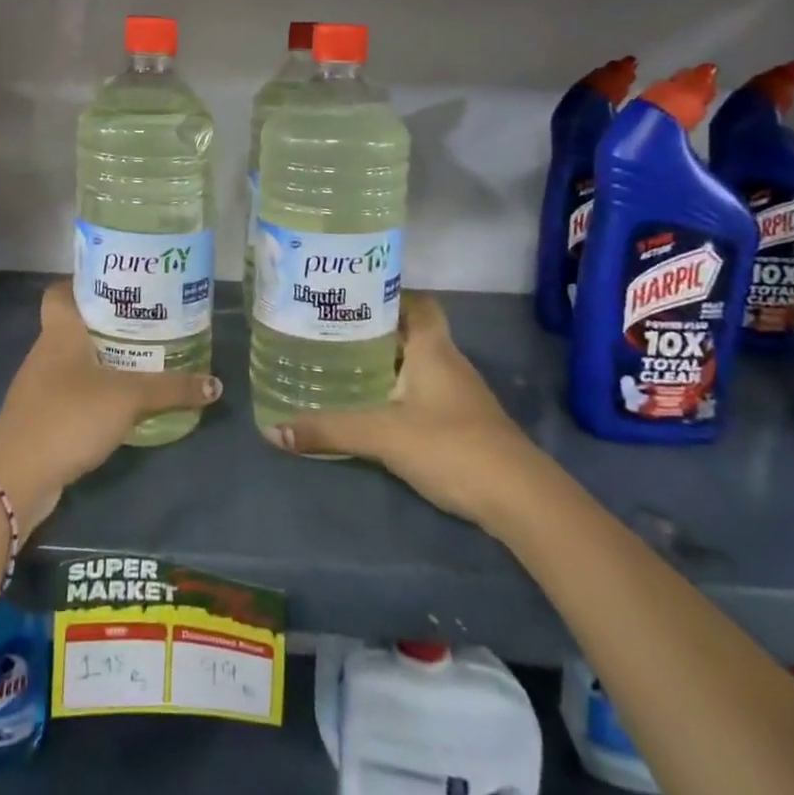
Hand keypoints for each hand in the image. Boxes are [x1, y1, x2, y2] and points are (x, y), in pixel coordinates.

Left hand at [0, 283, 219, 531]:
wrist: (17, 476)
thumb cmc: (69, 415)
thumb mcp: (128, 397)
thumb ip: (171, 389)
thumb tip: (215, 384)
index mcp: (60, 332)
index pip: (60, 292)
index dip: (83, 283)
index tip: (117, 285)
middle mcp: (46, 353)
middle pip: (74, 326)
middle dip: (107, 324)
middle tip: (147, 322)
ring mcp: (40, 388)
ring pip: (74, 362)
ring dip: (102, 361)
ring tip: (142, 360)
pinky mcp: (42, 418)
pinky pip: (72, 394)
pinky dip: (95, 394)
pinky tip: (121, 404)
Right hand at [261, 293, 539, 533]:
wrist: (520, 499)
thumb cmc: (451, 446)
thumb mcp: (383, 436)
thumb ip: (330, 430)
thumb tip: (273, 429)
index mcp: (433, 348)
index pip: (417, 303)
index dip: (388, 294)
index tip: (350, 297)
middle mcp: (448, 362)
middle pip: (411, 332)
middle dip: (374, 330)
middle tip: (331, 331)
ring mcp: (460, 394)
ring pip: (417, 364)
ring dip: (386, 362)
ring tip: (342, 364)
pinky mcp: (463, 423)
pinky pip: (424, 392)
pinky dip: (398, 392)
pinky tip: (374, 407)